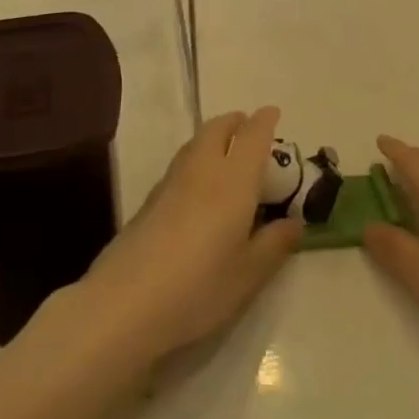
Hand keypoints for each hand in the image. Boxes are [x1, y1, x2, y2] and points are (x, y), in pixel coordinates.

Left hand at [77, 107, 301, 366]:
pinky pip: (179, 166)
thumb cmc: (199, 287)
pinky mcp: (147, 203)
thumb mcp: (249, 273)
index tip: (273, 113)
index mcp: (233, 180)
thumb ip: (275, 243)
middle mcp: (202, 171)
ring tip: (226, 153)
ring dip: (213, 138)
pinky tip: (198, 188)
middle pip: (217, 129)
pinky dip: (195, 161)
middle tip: (248, 128)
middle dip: (234, 122)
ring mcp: (170, 185)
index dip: (265, 121)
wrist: (124, 305)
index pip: (252, 136)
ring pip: (194, 145)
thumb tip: (294, 222)